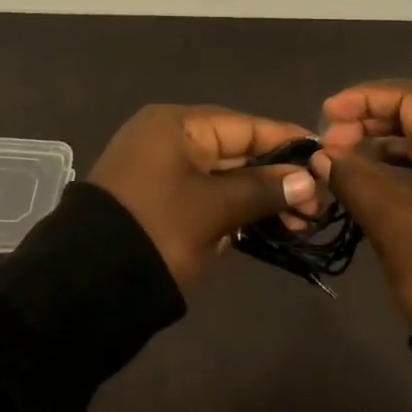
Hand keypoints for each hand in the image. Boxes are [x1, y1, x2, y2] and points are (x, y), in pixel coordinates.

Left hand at [89, 104, 321, 288]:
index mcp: (176, 125)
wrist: (86, 286)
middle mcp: (168, 140)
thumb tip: (308, 180)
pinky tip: (269, 230)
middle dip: (278, 177)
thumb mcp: (214, 208)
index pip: (244, 125)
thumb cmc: (156, 231)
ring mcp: (162, 173)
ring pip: (224, 178)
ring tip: (301, 224)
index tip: (325, 157)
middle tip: (317, 206)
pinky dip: (235, 212)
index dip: (286, 141)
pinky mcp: (160, 204)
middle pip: (236, 151)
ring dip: (260, 198)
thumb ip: (262, 189)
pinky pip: (207, 198)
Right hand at [310, 80, 411, 326]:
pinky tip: (374, 176)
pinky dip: (406, 164)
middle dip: (372, 120)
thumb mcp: (390, 221)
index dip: (364, 99)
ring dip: (386, 142)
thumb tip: (322, 155)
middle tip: (331, 139)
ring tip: (345, 157)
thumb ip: (352, 177)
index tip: (326, 114)